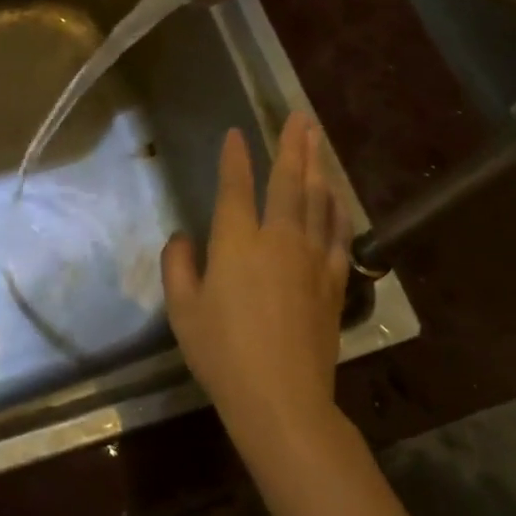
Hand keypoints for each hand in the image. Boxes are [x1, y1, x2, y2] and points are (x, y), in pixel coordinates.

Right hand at [161, 112, 350, 464]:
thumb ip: (178, 266)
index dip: (235, 158)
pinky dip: (337, 209)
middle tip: (300, 116)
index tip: (236, 134)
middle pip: (288, 181)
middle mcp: (278, 239)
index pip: (236, 187)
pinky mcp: (332, 281)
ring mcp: (311, 258)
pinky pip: (337, 233)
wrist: (281, 398)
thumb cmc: (222, 354)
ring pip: (317, 199)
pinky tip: (337, 195)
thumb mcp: (183, 311)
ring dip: (317, 165)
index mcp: (237, 242)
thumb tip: (183, 238)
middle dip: (292, 145)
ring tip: (318, 138)